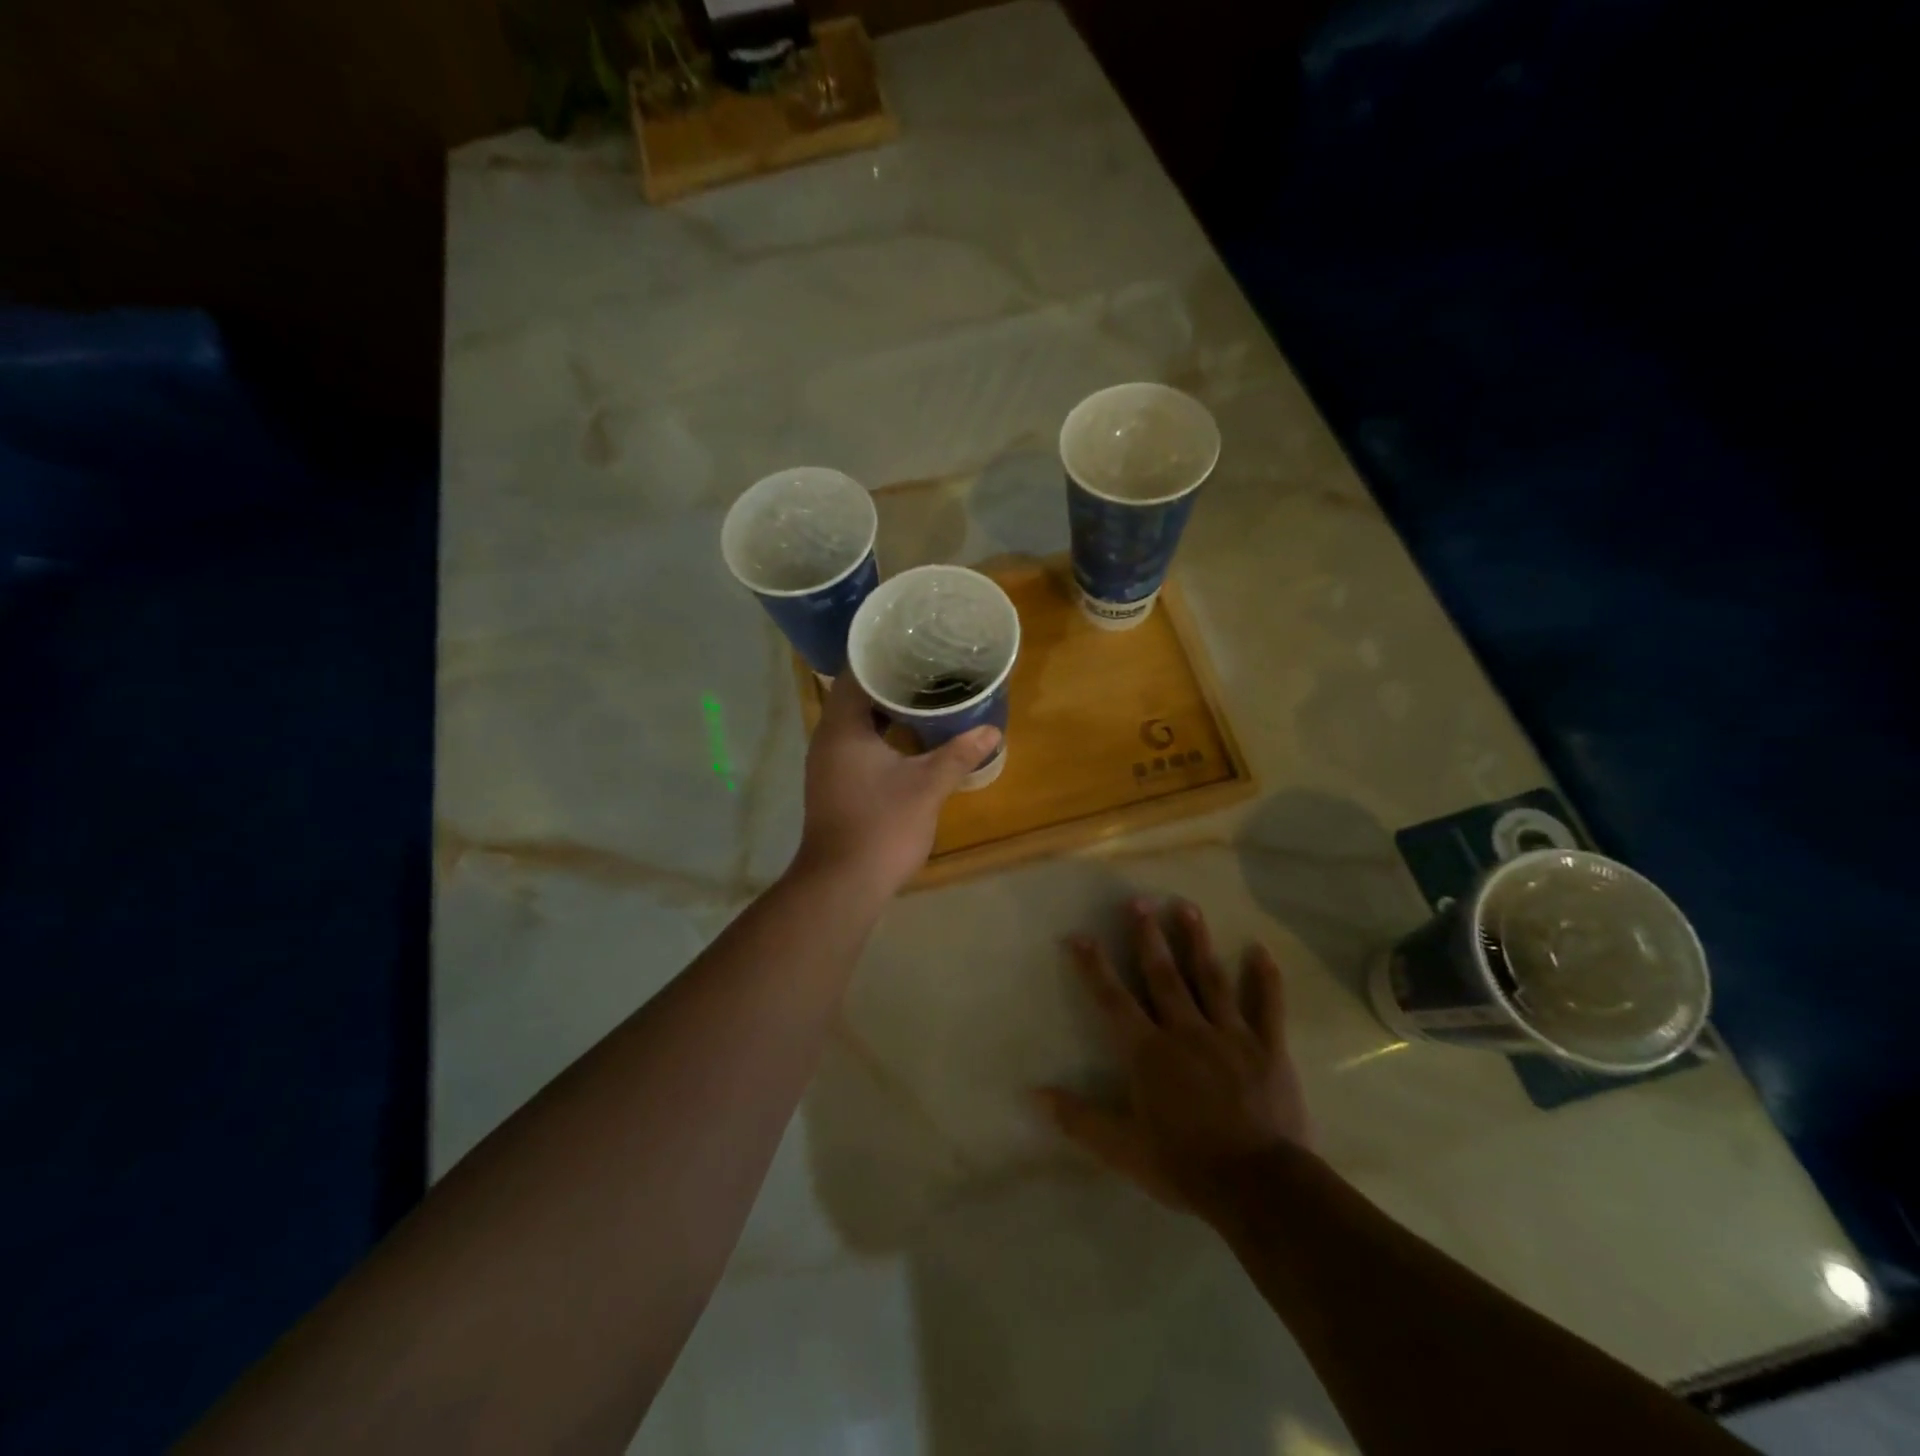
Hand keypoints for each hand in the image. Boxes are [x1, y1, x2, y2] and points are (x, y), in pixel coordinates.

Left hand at [793, 672, 1000, 897]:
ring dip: (886, 708)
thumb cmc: (882, 826)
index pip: (856, 672)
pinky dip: (880, 732)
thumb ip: (958, 754)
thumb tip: (991, 731)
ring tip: (924, 694)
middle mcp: (827, 737)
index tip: (914, 643)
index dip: (883, 654)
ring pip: (856, 721)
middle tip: (928, 666)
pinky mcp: (834, 782)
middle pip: (856, 694)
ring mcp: (827, 762)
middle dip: (890, 680)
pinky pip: (856, 742)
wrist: (843, 883)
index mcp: (842, 727)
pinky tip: (910, 736)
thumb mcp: (927, 786)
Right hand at [1037, 898, 1310, 1219]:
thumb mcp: (1123, 1150)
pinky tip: (1260, 950)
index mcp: (1149, 1052)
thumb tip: (1034, 1094)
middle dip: (1148, 936)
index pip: (1113, 1000)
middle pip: (1163, 975)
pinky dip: (1265, 979)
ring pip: (1210, 978)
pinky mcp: (1267, 1048)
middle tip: (1138, 900)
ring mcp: (1230, 1035)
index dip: (1094, 967)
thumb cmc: (1185, 1166)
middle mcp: (1186, 1031)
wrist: (1259, 1186)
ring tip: (1186, 906)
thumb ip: (1079, 1119)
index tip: (1079, 935)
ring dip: (1197, 941)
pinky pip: (1267, 1007)